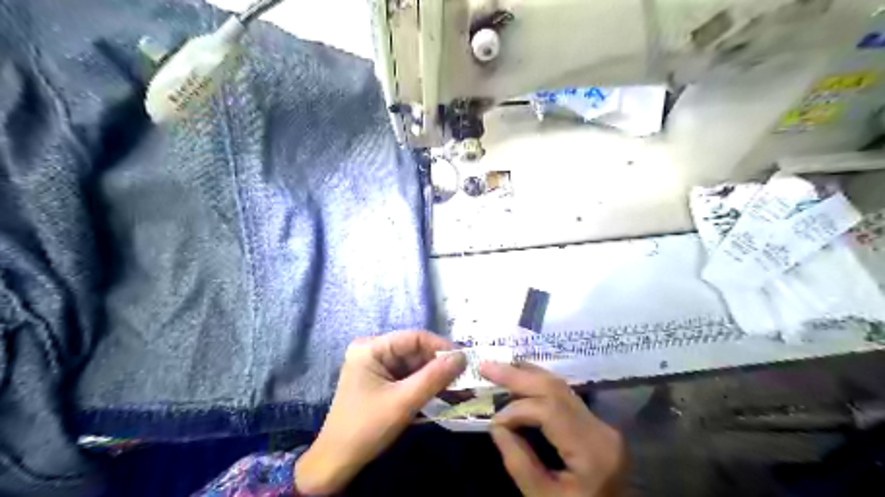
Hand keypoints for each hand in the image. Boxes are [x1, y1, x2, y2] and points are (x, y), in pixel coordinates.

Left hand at [294, 328, 465, 493]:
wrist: (337, 462)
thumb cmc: (367, 427)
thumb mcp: (403, 401)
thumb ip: (434, 377)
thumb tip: (462, 357)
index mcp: (371, 348)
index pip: (413, 337)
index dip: (440, 346)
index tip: (464, 359)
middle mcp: (373, 351)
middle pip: (414, 350)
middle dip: (439, 364)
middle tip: (465, 376)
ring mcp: (376, 366)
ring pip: (414, 364)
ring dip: (435, 376)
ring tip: (460, 386)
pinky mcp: (381, 381)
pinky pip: (408, 377)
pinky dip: (425, 385)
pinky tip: (444, 392)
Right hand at [481, 361, 625, 495]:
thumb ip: (518, 461)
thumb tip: (497, 425)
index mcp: (592, 450)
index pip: (549, 410)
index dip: (517, 410)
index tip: (494, 423)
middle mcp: (601, 429)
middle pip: (555, 389)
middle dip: (518, 376)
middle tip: (486, 366)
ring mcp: (601, 424)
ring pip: (560, 387)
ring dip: (527, 375)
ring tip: (499, 368)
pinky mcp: (595, 425)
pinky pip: (564, 397)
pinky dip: (538, 386)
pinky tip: (521, 380)